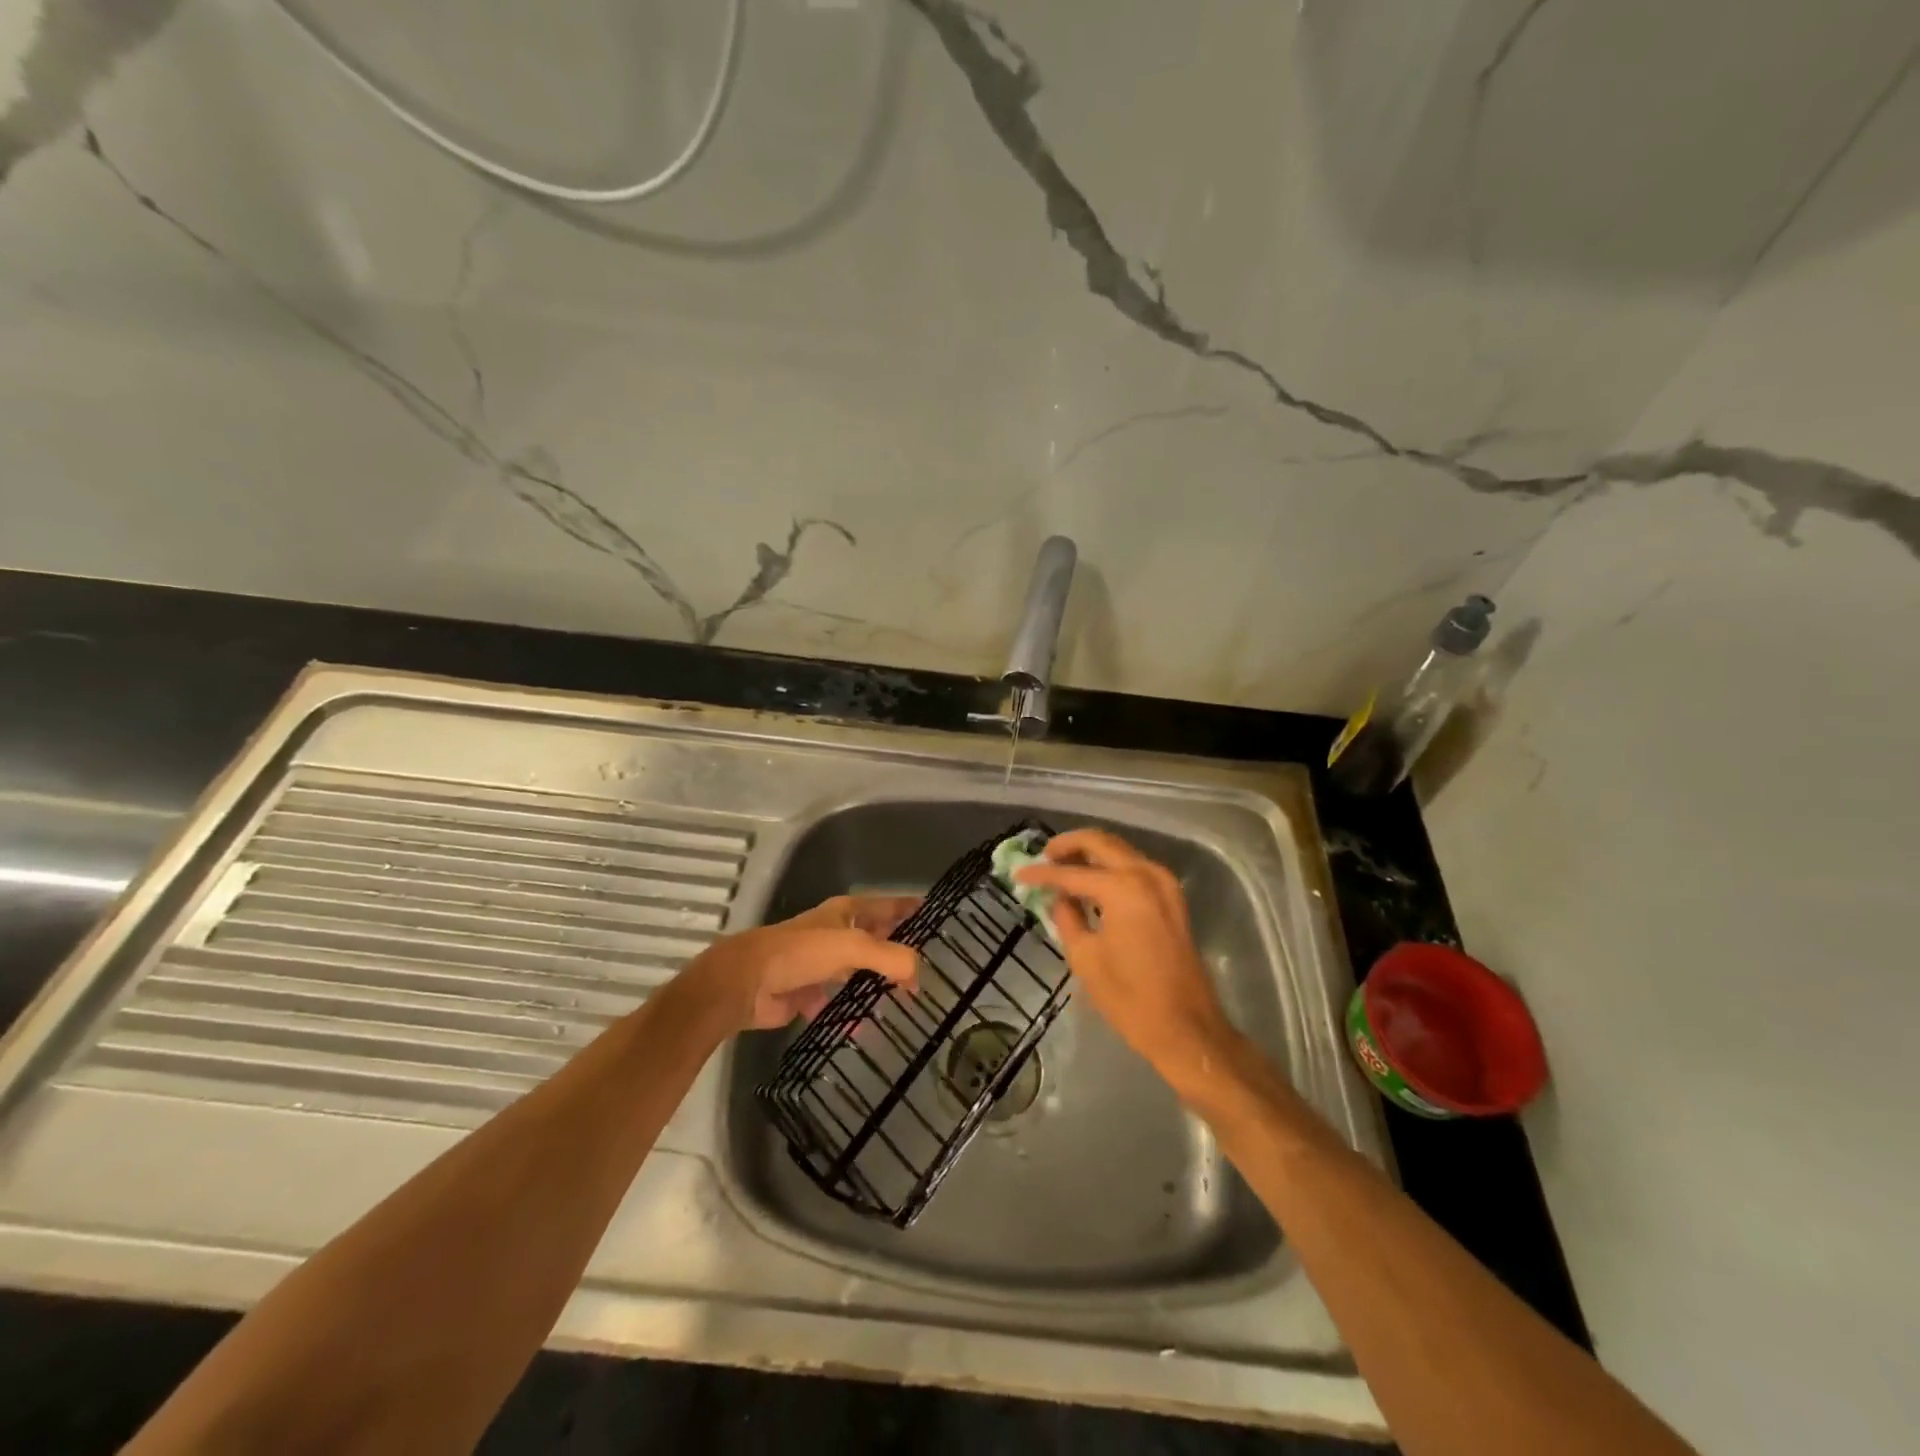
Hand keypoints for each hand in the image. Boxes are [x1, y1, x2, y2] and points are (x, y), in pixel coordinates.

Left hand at [688, 895, 920, 1032]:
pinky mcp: (808, 993)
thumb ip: (890, 957)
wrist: (746, 983)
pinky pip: (838, 1005)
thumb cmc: (801, 953)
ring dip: (876, 986)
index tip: (938, 915)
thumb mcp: (852, 947)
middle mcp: (836, 934)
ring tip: (907, 1003)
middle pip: (875, 941)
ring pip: (858, 974)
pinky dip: (850, 1016)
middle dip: (899, 954)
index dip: (910, 908)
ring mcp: (821, 964)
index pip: (887, 906)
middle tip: (930, 971)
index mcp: (846, 913)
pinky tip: (866, 1029)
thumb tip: (919, 975)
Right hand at [1016, 829, 1236, 1085]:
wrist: (1187, 1028)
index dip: (1041, 874)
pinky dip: (1110, 867)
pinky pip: (1135, 867)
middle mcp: (1146, 874)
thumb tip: (1058, 898)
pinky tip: (1091, 883)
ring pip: (1120, 850)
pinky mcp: (1172, 897)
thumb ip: (1067, 918)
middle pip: (1101, 842)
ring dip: (1090, 853)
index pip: (1071, 873)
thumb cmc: (1130, 998)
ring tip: (1062, 867)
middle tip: (1044, 856)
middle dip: (1069, 845)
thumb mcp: (1086, 958)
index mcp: (1122, 888)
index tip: (1018, 873)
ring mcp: (1164, 883)